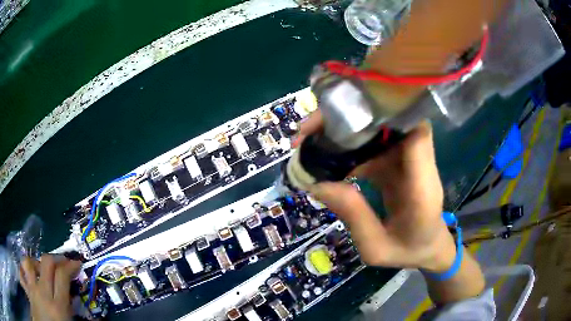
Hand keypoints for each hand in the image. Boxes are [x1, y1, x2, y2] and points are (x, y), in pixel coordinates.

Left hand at [19, 255, 80, 320]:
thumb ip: (71, 313)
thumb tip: (79, 302)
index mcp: (58, 308)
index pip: (62, 277)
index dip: (70, 266)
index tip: (75, 263)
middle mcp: (43, 294)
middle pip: (46, 263)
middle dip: (55, 259)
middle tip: (61, 261)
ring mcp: (30, 288)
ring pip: (29, 262)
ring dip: (35, 263)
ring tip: (39, 269)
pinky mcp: (25, 285)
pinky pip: (20, 269)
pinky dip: (23, 269)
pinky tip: (26, 274)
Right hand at [297, 111, 455, 271]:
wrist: (428, 249)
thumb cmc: (408, 252)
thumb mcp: (376, 249)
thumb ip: (354, 218)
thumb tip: (318, 184)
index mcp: (422, 187)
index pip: (416, 134)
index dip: (389, 115)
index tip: (346, 116)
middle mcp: (419, 166)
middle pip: (391, 124)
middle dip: (351, 120)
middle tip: (309, 131)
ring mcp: (408, 162)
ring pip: (379, 131)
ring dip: (345, 131)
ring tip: (309, 142)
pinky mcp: (398, 163)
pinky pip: (374, 145)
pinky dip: (350, 146)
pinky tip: (326, 156)